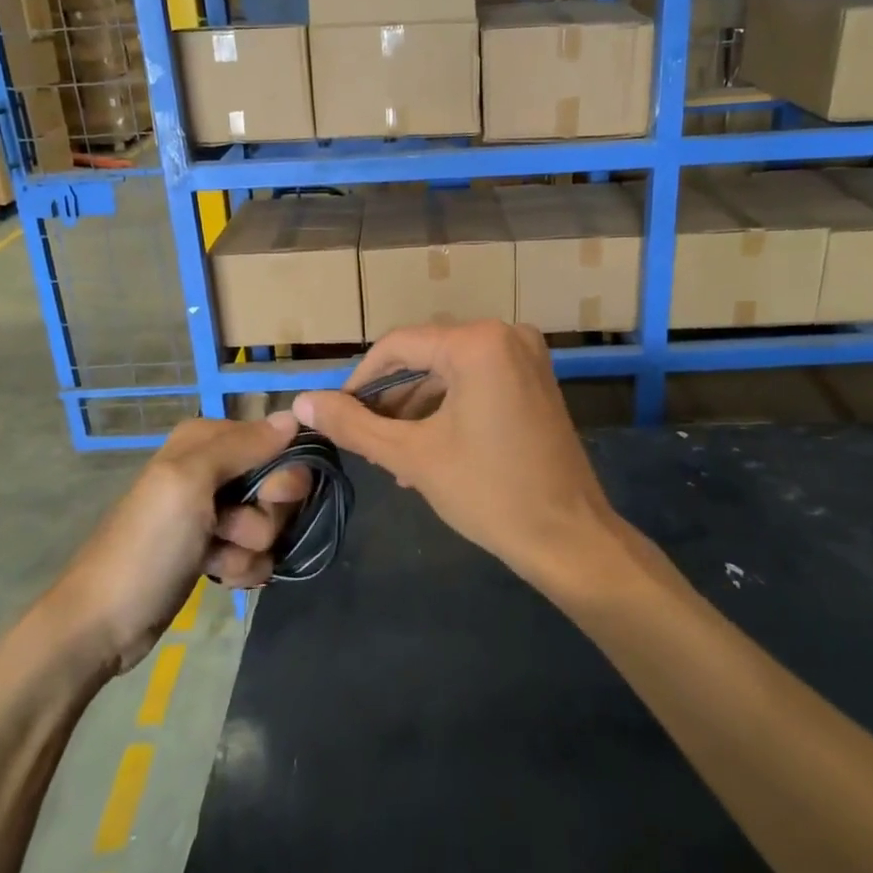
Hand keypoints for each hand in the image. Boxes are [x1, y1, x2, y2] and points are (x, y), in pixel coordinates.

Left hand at [38, 413, 309, 673]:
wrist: (102, 625)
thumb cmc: (147, 545)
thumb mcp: (189, 484)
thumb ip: (242, 446)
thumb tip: (293, 417)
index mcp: (204, 441)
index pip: (274, 440)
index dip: (282, 470)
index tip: (270, 496)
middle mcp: (212, 468)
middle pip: (278, 483)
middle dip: (265, 514)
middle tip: (234, 531)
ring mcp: (214, 512)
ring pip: (270, 522)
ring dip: (251, 547)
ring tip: (216, 560)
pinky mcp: (215, 549)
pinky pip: (257, 552)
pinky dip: (243, 567)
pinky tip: (218, 578)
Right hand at [294, 322, 614, 583]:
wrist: (569, 538)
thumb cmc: (489, 492)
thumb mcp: (412, 456)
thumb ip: (354, 424)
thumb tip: (304, 402)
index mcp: (477, 342)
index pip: (397, 347)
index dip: (360, 380)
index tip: (336, 415)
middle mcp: (505, 335)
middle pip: (425, 359)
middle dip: (392, 402)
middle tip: (366, 442)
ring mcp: (526, 357)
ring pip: (449, 374)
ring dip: (418, 412)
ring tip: (395, 460)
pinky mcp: (535, 381)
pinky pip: (477, 384)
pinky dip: (449, 412)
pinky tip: (428, 454)